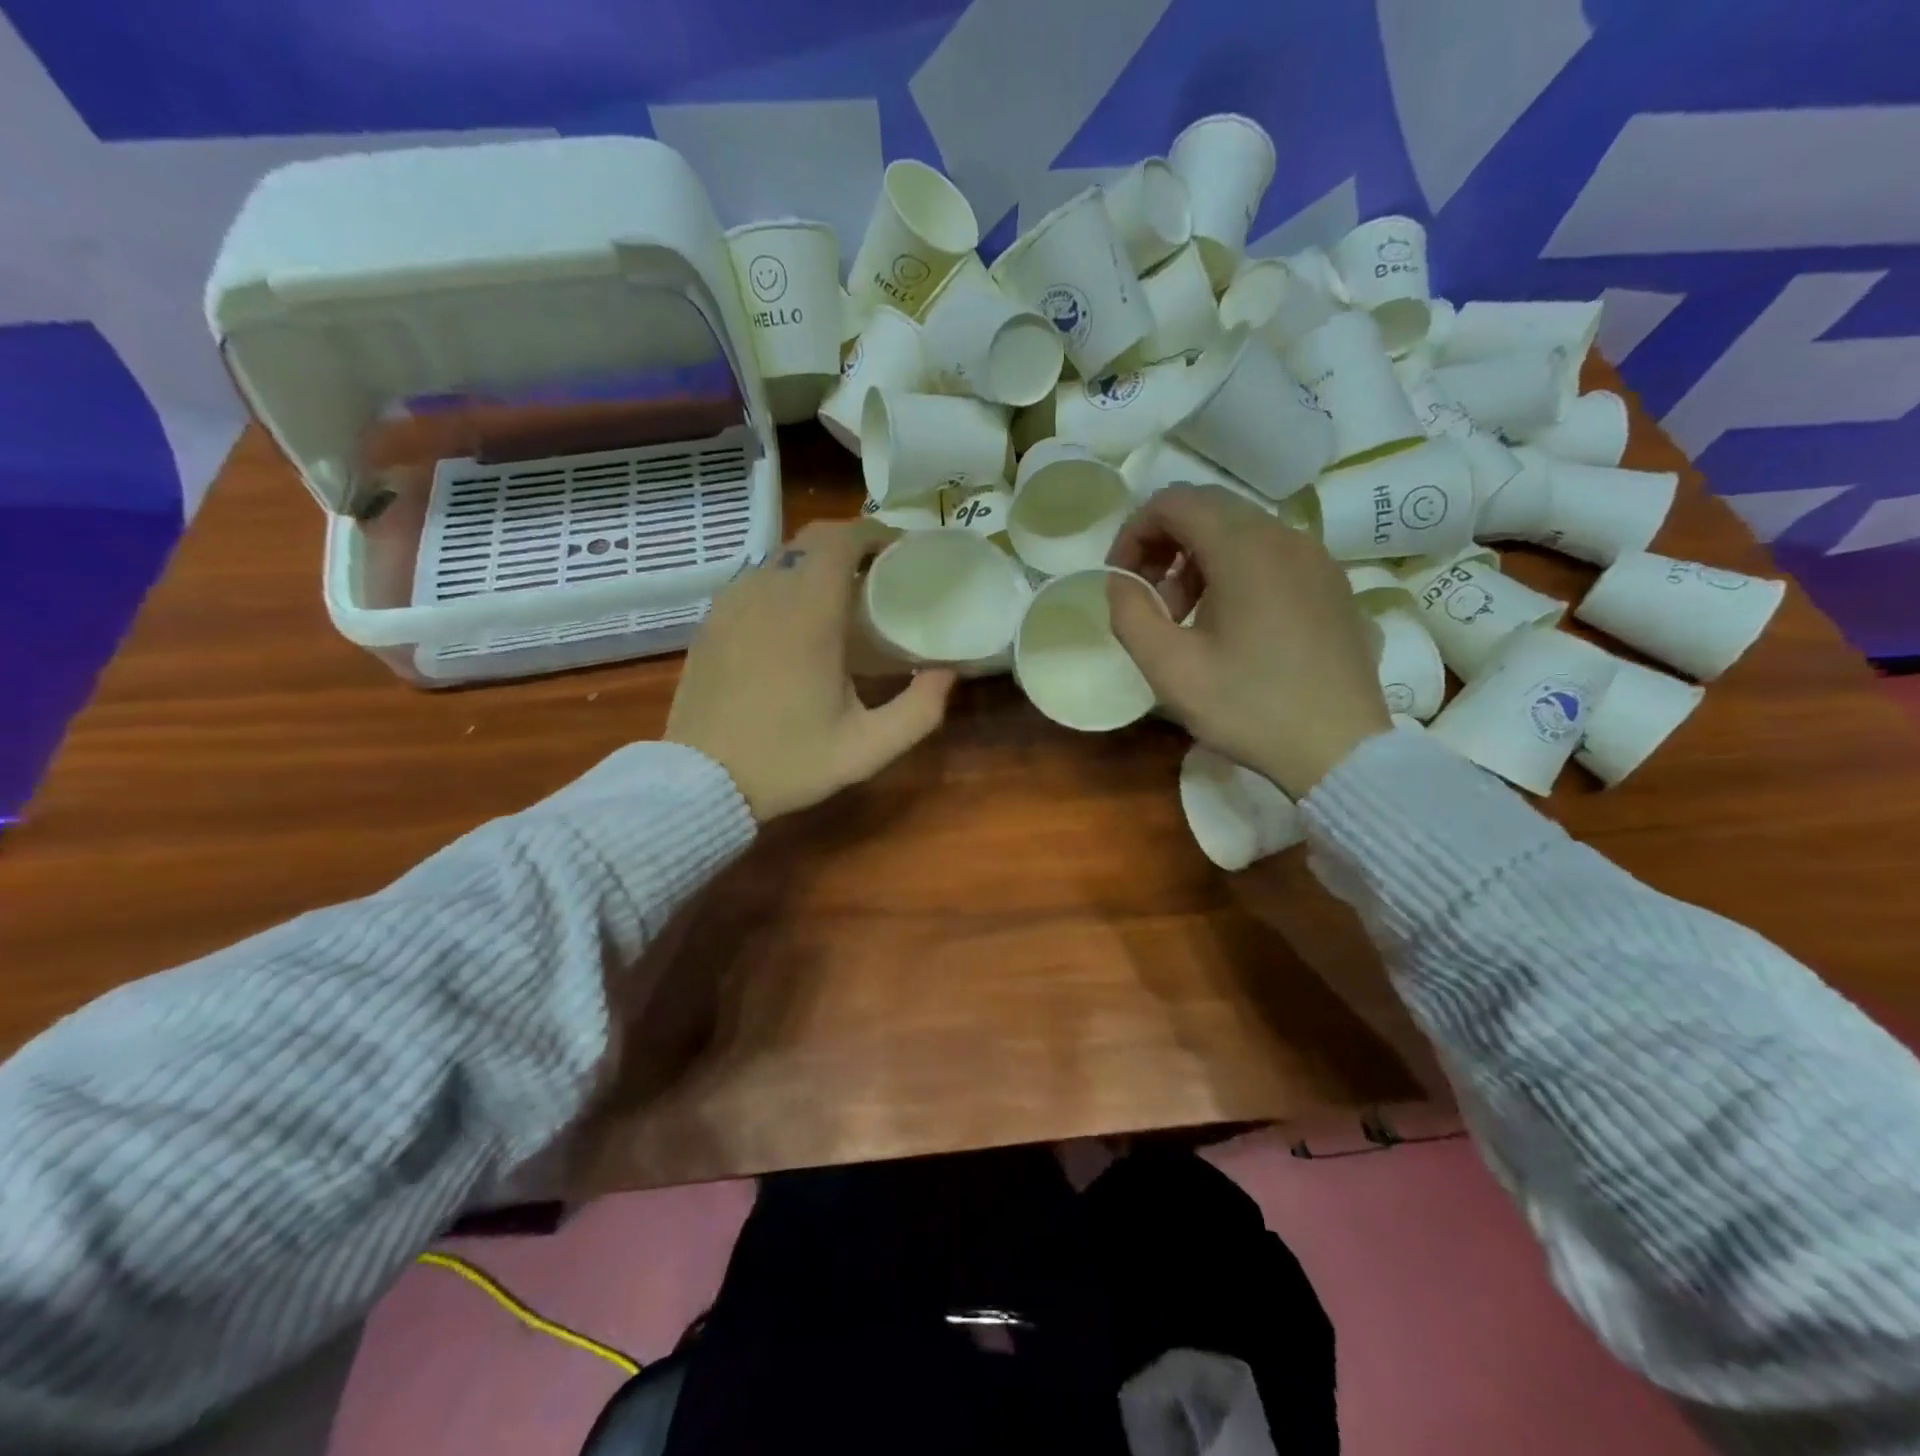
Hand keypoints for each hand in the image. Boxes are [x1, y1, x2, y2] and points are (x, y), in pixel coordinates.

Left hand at [667, 522, 955, 820]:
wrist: (701, 782)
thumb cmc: (788, 762)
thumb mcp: (867, 749)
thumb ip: (919, 709)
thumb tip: (946, 672)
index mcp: (808, 614)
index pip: (842, 539)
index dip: (876, 533)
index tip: (900, 552)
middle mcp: (766, 593)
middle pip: (812, 539)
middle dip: (850, 544)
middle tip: (878, 574)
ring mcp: (732, 603)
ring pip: (781, 557)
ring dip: (816, 564)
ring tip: (841, 597)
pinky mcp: (711, 620)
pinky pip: (755, 580)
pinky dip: (784, 583)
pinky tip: (796, 621)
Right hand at [1107, 485, 1389, 796]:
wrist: (1340, 751)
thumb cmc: (1248, 707)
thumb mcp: (1169, 668)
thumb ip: (1130, 613)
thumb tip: (1120, 582)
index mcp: (1245, 548)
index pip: (1173, 502)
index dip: (1133, 533)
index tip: (1120, 581)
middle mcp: (1287, 536)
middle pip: (1208, 510)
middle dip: (1164, 547)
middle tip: (1150, 603)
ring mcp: (1318, 559)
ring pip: (1241, 533)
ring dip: (1198, 563)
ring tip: (1187, 620)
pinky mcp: (1333, 586)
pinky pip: (1272, 557)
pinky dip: (1235, 574)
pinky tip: (1232, 628)